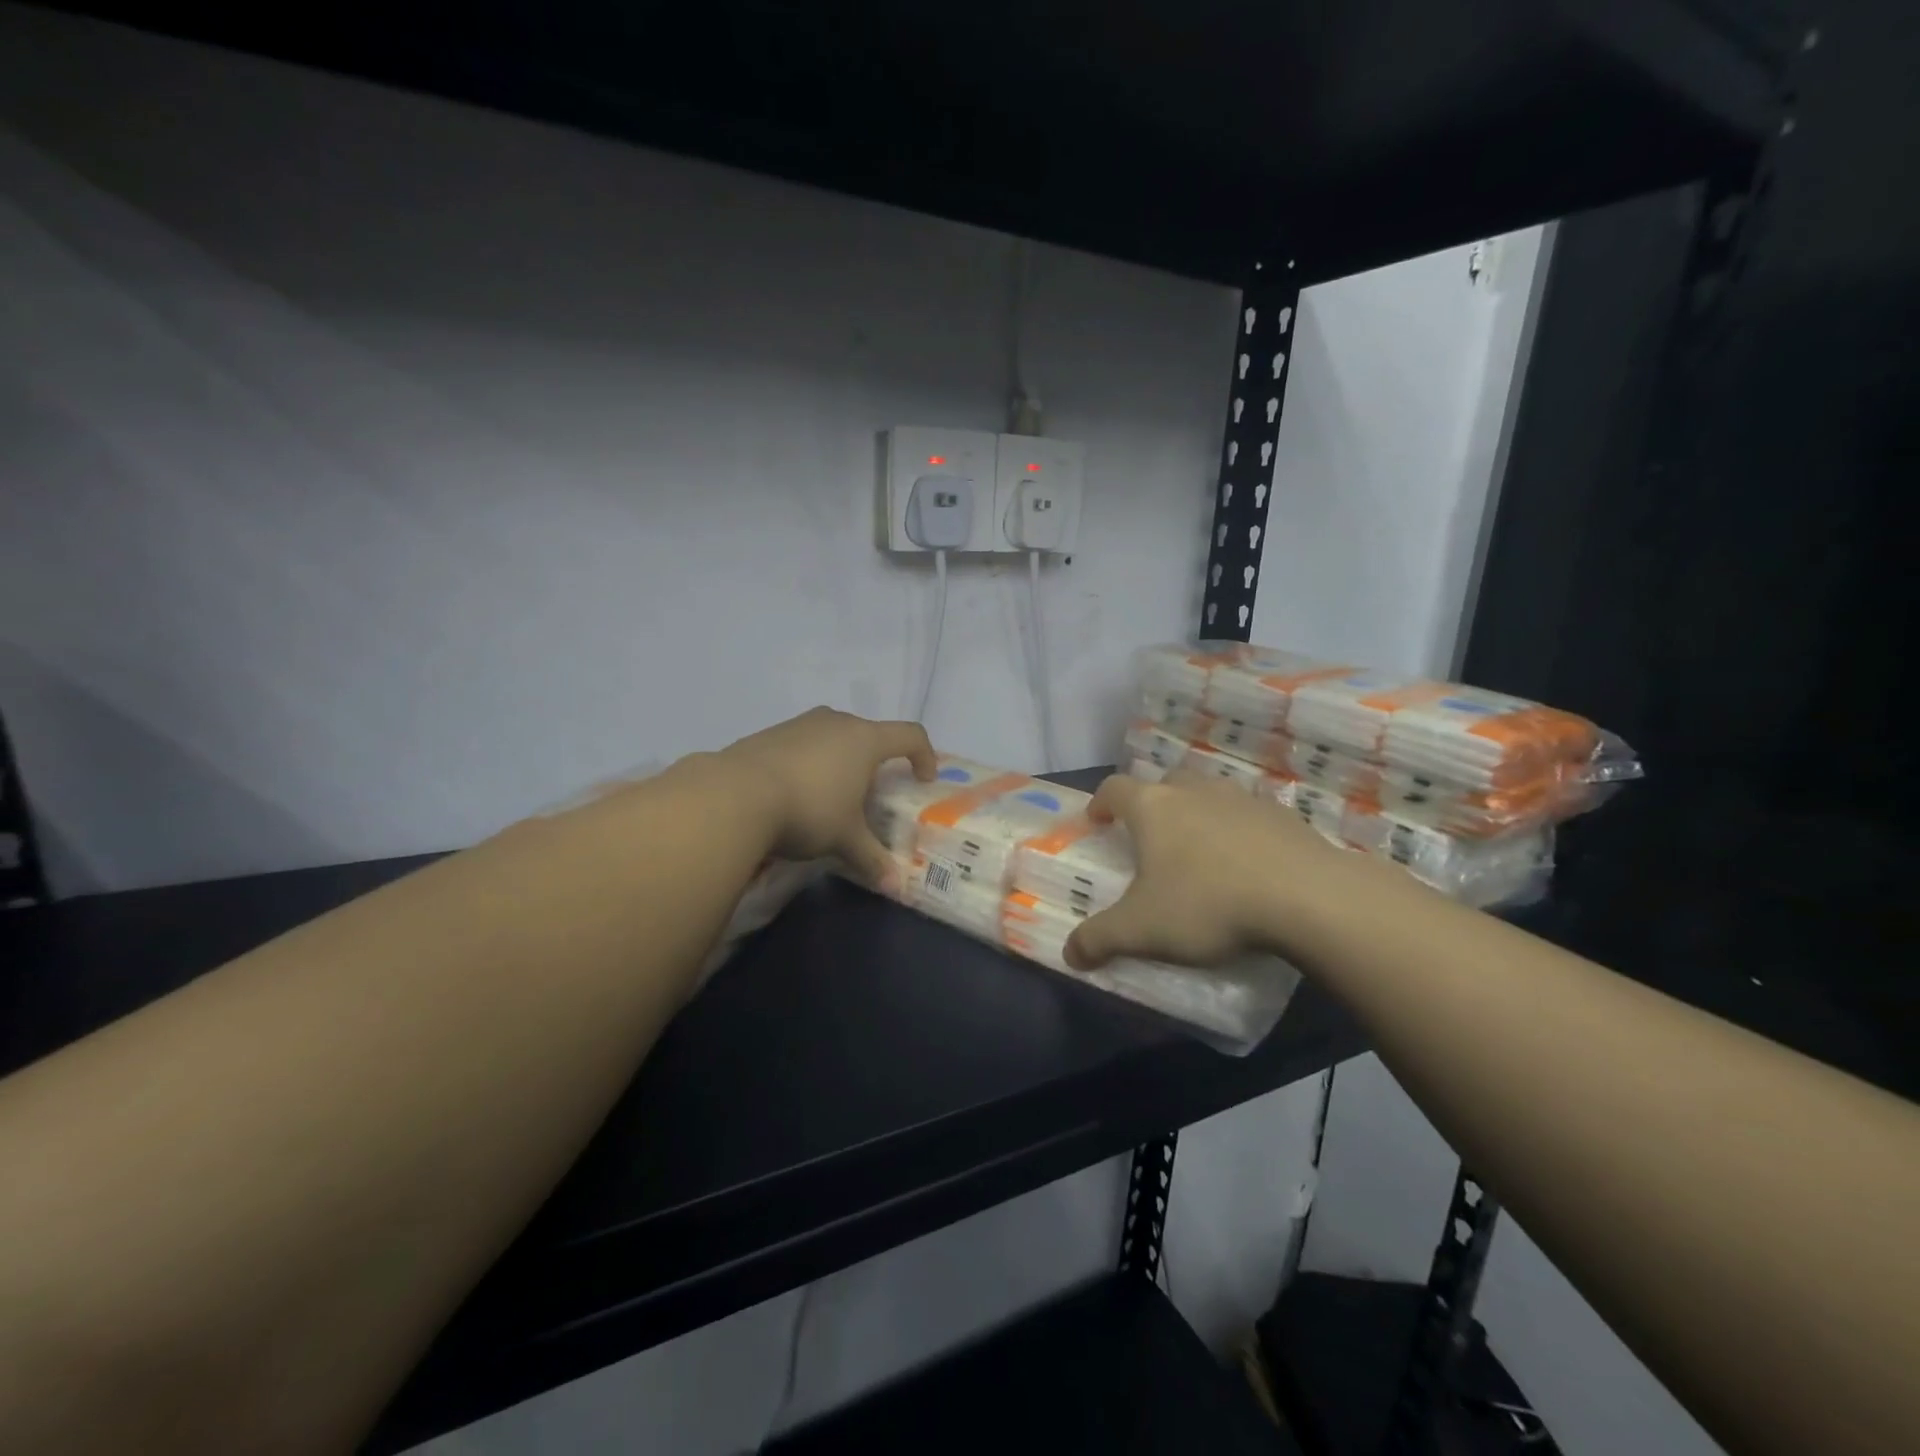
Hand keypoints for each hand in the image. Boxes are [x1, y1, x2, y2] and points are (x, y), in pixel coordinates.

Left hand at [718, 707, 936, 889]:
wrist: (734, 795)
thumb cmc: (808, 810)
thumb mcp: (845, 839)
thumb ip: (872, 859)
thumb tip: (895, 887)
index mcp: (865, 740)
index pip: (911, 734)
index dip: (924, 755)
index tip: (921, 779)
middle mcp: (836, 722)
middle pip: (870, 734)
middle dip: (876, 762)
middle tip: (870, 795)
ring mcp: (800, 724)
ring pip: (833, 736)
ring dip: (841, 760)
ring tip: (830, 796)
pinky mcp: (770, 733)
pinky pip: (803, 743)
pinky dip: (809, 763)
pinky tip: (794, 793)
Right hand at [1064, 769, 1349, 970]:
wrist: (1307, 898)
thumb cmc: (1208, 904)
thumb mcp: (1141, 931)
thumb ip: (1099, 940)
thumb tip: (1069, 954)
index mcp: (1153, 807)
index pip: (1114, 788)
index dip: (1101, 802)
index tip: (1097, 820)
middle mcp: (1194, 791)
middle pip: (1165, 782)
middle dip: (1152, 803)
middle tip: (1150, 837)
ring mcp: (1242, 798)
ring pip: (1209, 794)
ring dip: (1197, 814)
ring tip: (1200, 851)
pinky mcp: (1283, 815)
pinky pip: (1249, 816)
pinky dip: (1239, 831)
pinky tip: (1247, 865)